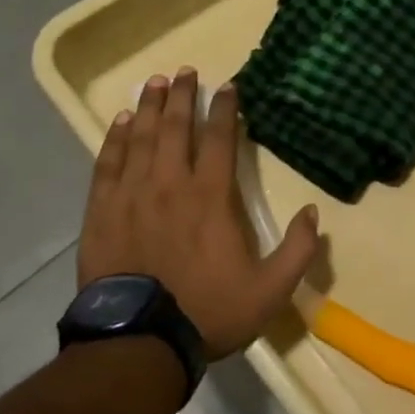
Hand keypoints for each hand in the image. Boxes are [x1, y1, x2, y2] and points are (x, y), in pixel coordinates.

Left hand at [79, 69, 320, 359]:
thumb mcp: (270, 291)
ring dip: (148, 107)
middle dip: (182, 95)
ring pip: (141, 137)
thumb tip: (313, 213)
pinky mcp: (101, 210)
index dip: (225, 109)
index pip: (221, 139)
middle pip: (176, 127)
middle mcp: (170, 183)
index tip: (227, 86)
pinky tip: (120, 122)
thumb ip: (297, 250)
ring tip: (153, 83)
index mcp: (211, 197)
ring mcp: (132, 194)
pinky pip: (108, 163)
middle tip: (184, 71)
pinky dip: (115, 139)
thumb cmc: (208, 312)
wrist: (139, 342)